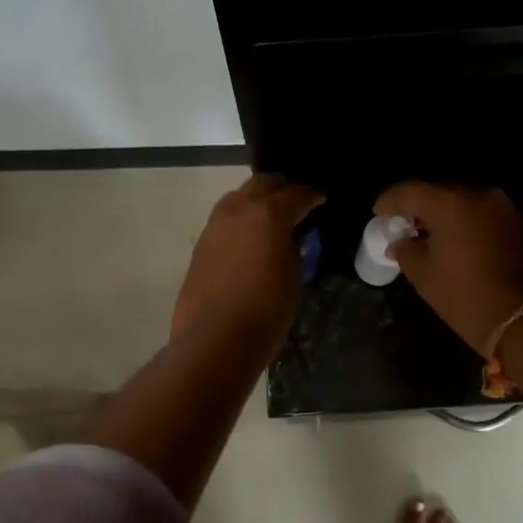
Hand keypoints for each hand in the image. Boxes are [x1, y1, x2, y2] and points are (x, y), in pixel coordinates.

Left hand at [172, 174, 324, 353]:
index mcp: (269, 214)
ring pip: (239, 196)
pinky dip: (241, 219)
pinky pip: (225, 219)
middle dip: (282, 188)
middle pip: (263, 183)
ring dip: (257, 200)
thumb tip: (290, 239)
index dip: (312, 195)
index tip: (321, 199)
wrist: (215, 338)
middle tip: (296, 202)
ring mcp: (215, 225)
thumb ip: (294, 249)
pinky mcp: (201, 243)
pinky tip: (249, 238)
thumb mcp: (293, 277)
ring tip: (271, 218)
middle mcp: (239, 209)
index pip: (297, 194)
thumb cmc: (266, 310)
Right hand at [373, 181, 522, 352]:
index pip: (410, 192)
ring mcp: (500, 208)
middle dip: (417, 208)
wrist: (517, 317)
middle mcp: (477, 196)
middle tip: (401, 224)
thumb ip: (405, 250)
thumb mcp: (423, 275)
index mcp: (450, 204)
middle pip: (438, 194)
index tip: (378, 214)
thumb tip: (399, 243)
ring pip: (461, 203)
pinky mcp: (515, 223)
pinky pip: (479, 215)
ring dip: (442, 215)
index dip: (390, 201)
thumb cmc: (462, 295)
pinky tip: (451, 240)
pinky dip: (463, 223)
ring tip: (425, 234)